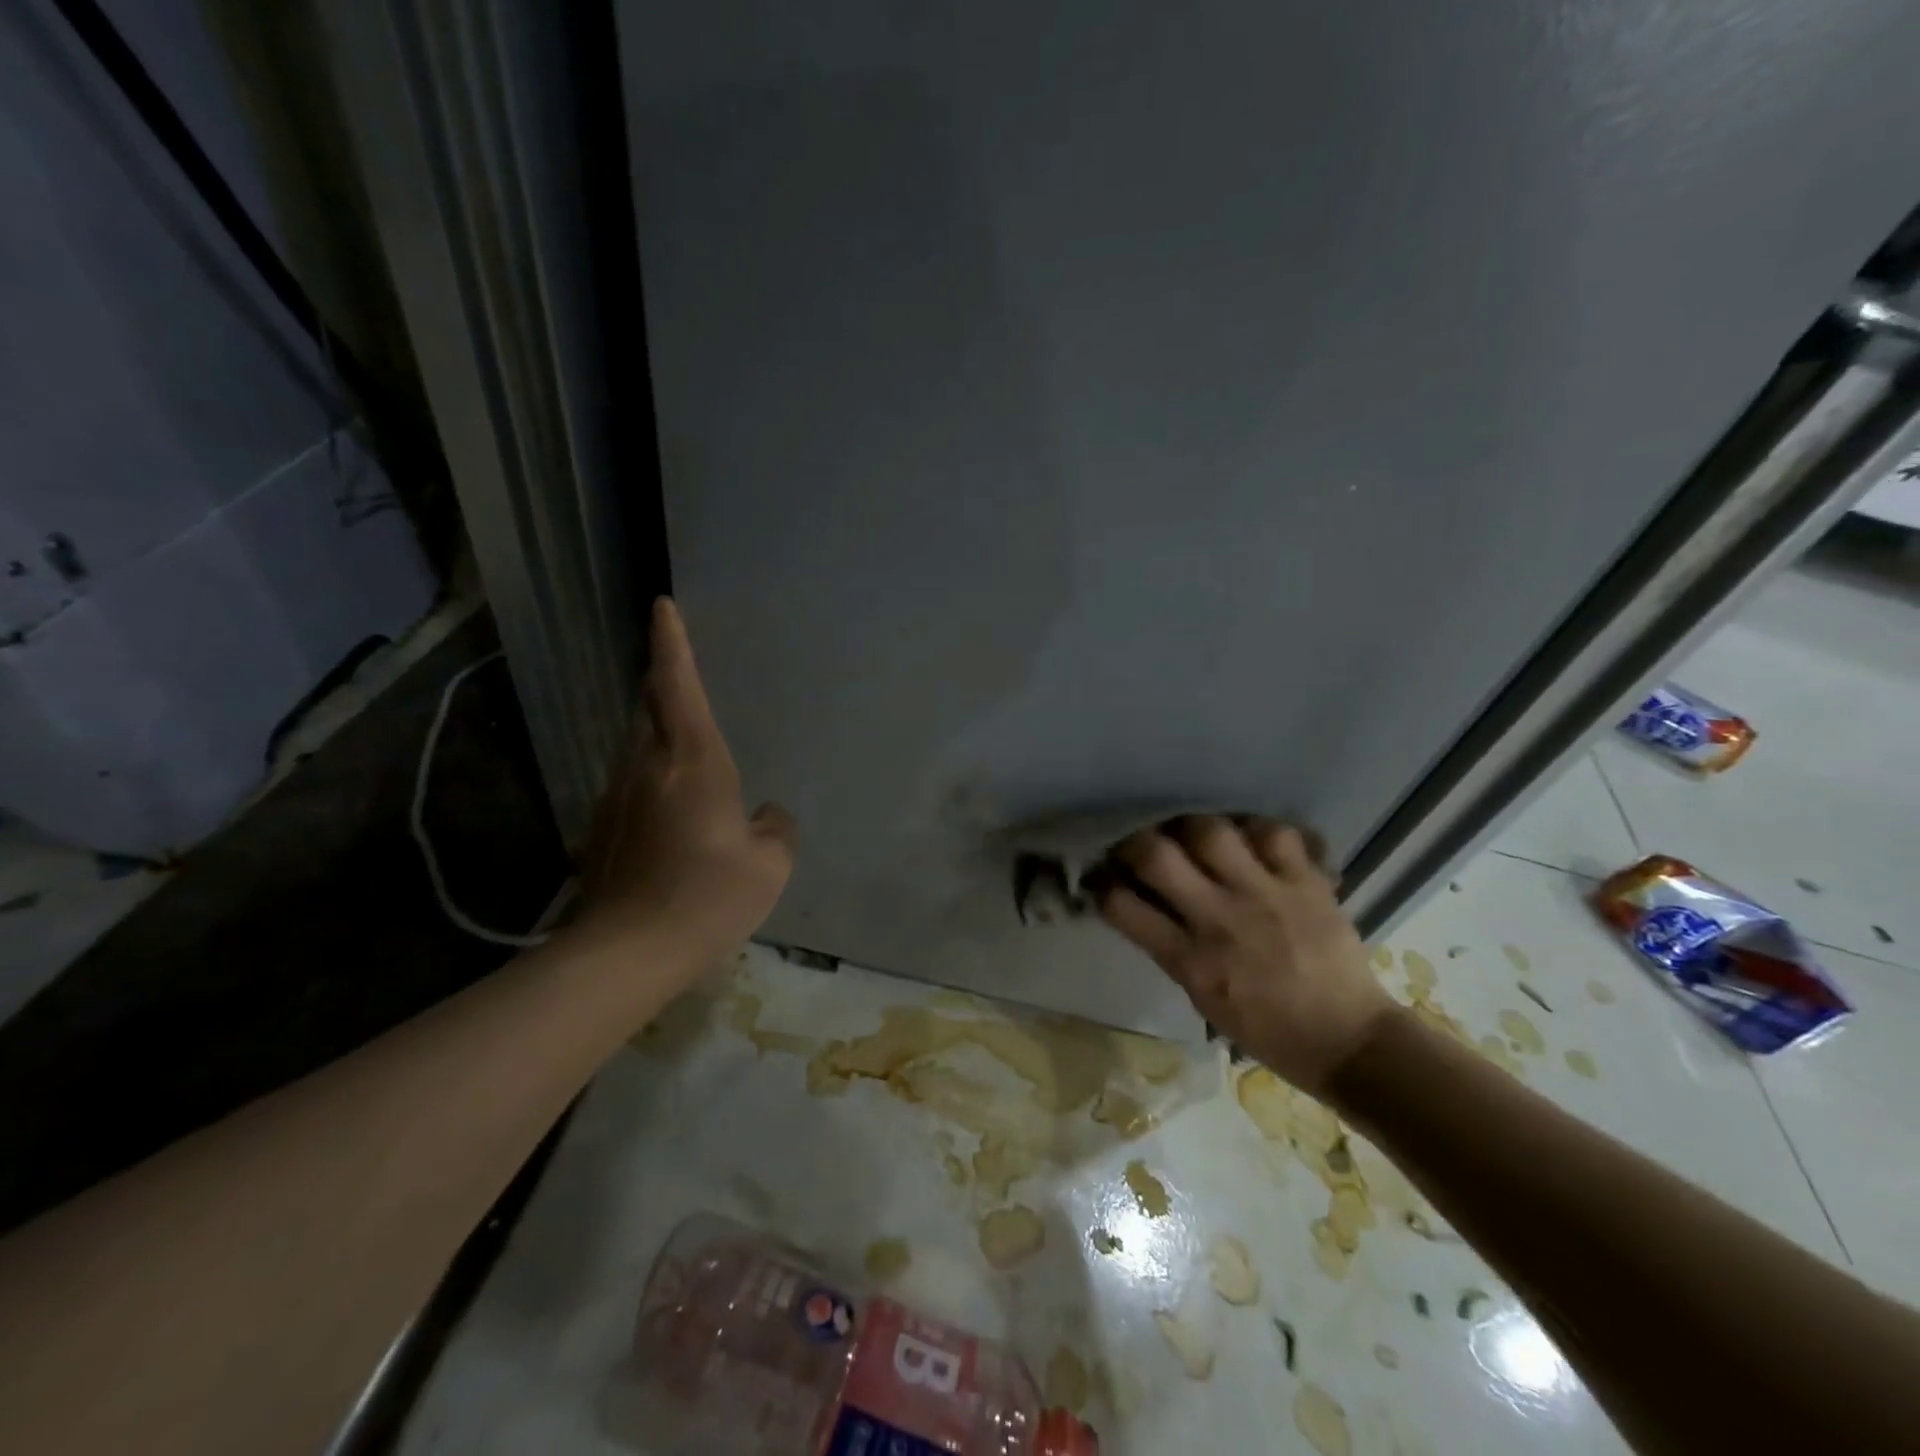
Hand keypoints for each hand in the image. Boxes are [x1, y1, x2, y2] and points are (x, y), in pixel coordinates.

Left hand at [569, 598, 794, 977]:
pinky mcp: (602, 830)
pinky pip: (635, 789)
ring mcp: (617, 799)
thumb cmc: (709, 897)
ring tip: (690, 758)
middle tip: (679, 673)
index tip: (662, 606)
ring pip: (640, 750)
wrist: (627, 953)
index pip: (678, 686)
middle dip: (663, 684)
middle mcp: (647, 768)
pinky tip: (676, 821)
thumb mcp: (769, 865)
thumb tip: (766, 815)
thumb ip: (775, 829)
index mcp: (693, 763)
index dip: (672, 644)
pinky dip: (655, 786)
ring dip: (660, 739)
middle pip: (650, 709)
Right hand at [1095, 816, 1394, 1094]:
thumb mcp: (1202, 997)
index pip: (1123, 907)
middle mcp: (1222, 920)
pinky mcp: (1307, 883)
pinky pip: (1274, 833)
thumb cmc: (1266, 1030)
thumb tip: (1141, 903)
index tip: (1104, 877)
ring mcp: (1267, 895)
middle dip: (1135, 842)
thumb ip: (1170, 947)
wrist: (1348, 1040)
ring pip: (1211, 830)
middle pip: (1158, 856)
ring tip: (1193, 834)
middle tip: (1140, 844)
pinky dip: (1256, 829)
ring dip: (1192, 827)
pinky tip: (1250, 839)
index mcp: (1192, 961)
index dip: (1103, 885)